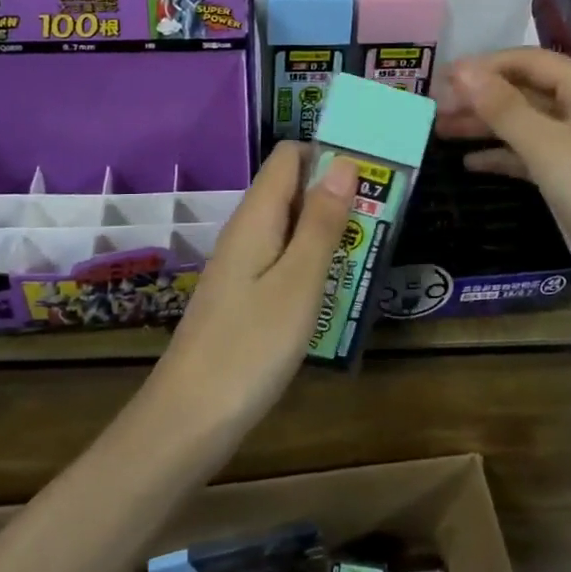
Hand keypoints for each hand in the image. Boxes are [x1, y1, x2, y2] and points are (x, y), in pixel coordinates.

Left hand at [155, 141, 357, 428]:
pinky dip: (311, 260)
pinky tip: (334, 286)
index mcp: (256, 217)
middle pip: (290, 188)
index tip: (372, 174)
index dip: (328, 153)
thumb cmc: (251, 346)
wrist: (189, 418)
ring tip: (367, 249)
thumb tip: (343, 162)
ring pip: (289, 226)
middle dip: (335, 192)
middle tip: (381, 218)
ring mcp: (241, 265)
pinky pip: (281, 258)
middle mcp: (245, 231)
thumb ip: (321, 222)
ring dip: (327, 228)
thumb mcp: (299, 282)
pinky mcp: (243, 296)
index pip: (289, 156)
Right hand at [435, 49, 570, 319]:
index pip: (526, 61)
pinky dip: (504, 157)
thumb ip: (503, 107)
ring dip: (486, 127)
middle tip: (433, 110)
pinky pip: (534, 156)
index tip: (439, 80)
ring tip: (441, 132)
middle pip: (525, 91)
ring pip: (526, 125)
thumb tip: (461, 70)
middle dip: (480, 98)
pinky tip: (470, 164)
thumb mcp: (547, 146)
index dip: (482, 67)